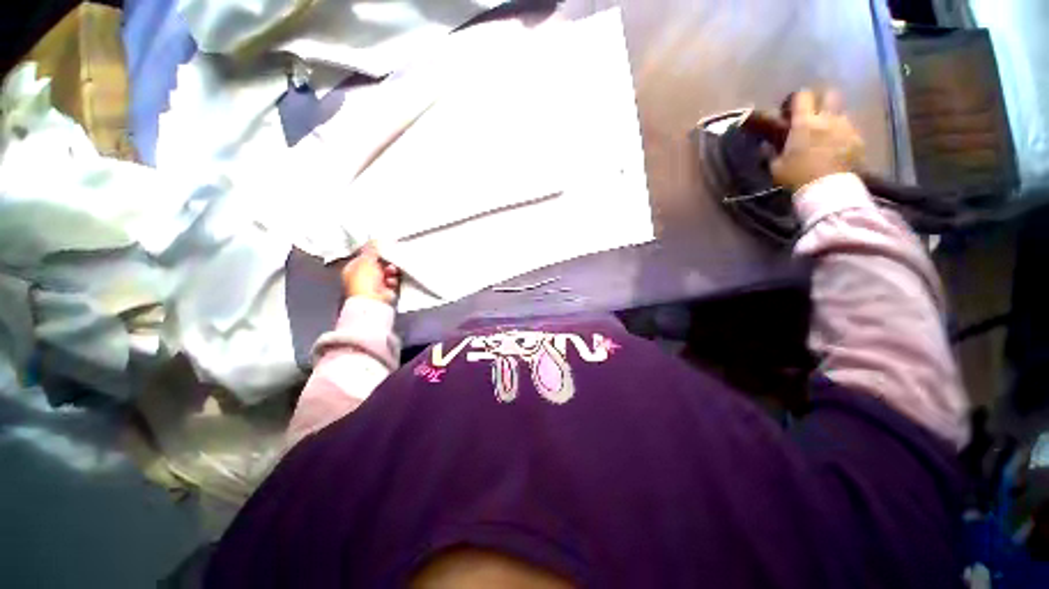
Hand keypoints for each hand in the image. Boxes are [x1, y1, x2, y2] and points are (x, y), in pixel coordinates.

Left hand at [341, 243, 399, 304]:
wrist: (373, 300)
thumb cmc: (364, 281)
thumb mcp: (366, 260)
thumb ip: (371, 249)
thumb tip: (374, 240)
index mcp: (352, 268)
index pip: (364, 256)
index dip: (374, 252)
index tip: (383, 249)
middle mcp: (362, 277)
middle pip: (377, 264)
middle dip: (385, 262)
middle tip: (389, 261)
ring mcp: (374, 285)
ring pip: (386, 273)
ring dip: (390, 271)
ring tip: (391, 272)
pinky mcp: (385, 291)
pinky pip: (392, 281)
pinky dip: (393, 280)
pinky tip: (392, 281)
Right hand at [771, 89, 864, 190]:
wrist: (827, 189)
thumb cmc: (797, 176)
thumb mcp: (776, 167)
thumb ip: (772, 152)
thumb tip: (765, 144)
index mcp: (805, 122)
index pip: (802, 96)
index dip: (796, 99)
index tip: (790, 109)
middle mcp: (827, 118)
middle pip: (830, 94)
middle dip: (822, 99)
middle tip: (813, 112)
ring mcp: (846, 127)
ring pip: (841, 112)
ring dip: (833, 119)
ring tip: (826, 134)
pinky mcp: (858, 139)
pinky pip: (850, 130)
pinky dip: (843, 134)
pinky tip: (836, 148)